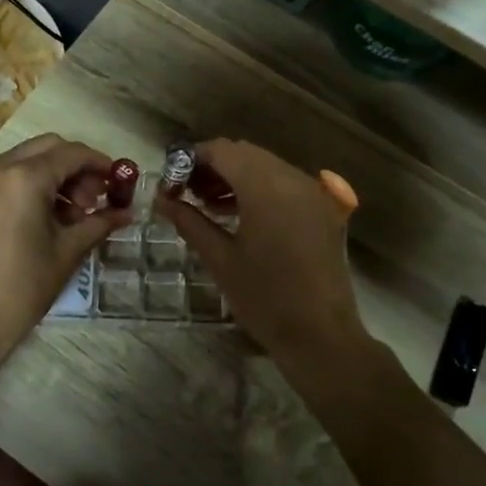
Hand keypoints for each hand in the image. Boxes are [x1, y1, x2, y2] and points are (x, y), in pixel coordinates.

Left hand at [0, 134, 130, 365]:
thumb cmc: (23, 287)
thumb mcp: (68, 252)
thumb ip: (99, 223)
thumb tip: (127, 213)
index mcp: (24, 177)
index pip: (72, 154)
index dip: (100, 163)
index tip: (119, 181)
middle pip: (48, 148)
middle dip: (76, 167)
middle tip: (94, 199)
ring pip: (25, 159)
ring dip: (53, 175)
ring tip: (72, 215)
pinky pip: (6, 177)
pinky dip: (29, 185)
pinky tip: (43, 218)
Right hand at [154, 140, 370, 378]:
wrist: (321, 335)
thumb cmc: (264, 299)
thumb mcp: (220, 259)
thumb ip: (190, 222)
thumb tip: (162, 200)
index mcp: (266, 188)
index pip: (222, 151)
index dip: (192, 160)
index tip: (172, 183)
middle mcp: (293, 179)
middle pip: (245, 154)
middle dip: (213, 167)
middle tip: (187, 193)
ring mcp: (313, 192)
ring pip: (266, 166)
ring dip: (236, 176)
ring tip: (209, 205)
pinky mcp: (324, 209)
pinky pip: (286, 183)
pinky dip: (260, 188)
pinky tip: (242, 214)